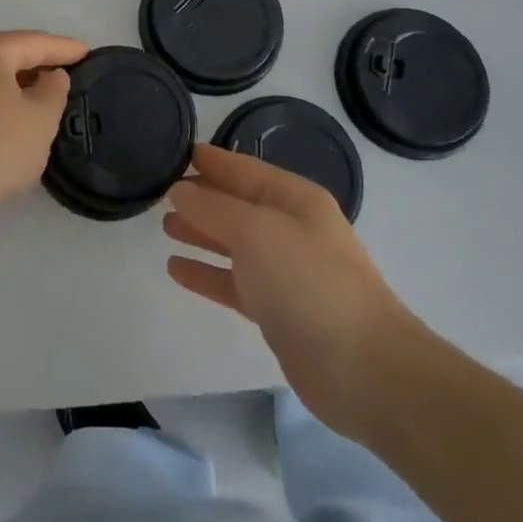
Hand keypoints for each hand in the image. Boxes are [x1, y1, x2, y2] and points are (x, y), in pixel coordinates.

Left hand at [0, 31, 88, 233]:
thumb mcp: (40, 120)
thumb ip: (54, 90)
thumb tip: (51, 76)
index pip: (36, 42)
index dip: (66, 48)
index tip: (90, 53)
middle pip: (10, 53)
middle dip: (41, 62)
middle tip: (71, 72)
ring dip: (19, 82)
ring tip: (46, 96)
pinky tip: (12, 116)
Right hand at [164, 144, 427, 437]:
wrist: (364, 369)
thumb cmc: (309, 282)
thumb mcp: (256, 231)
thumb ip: (213, 208)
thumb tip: (179, 190)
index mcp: (294, 198)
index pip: (243, 169)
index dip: (210, 160)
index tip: (173, 152)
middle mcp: (290, 228)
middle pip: (237, 204)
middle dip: (201, 197)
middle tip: (158, 192)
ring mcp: (285, 271)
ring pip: (233, 243)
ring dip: (200, 233)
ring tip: (164, 226)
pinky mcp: (277, 311)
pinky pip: (233, 282)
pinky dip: (206, 273)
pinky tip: (175, 269)